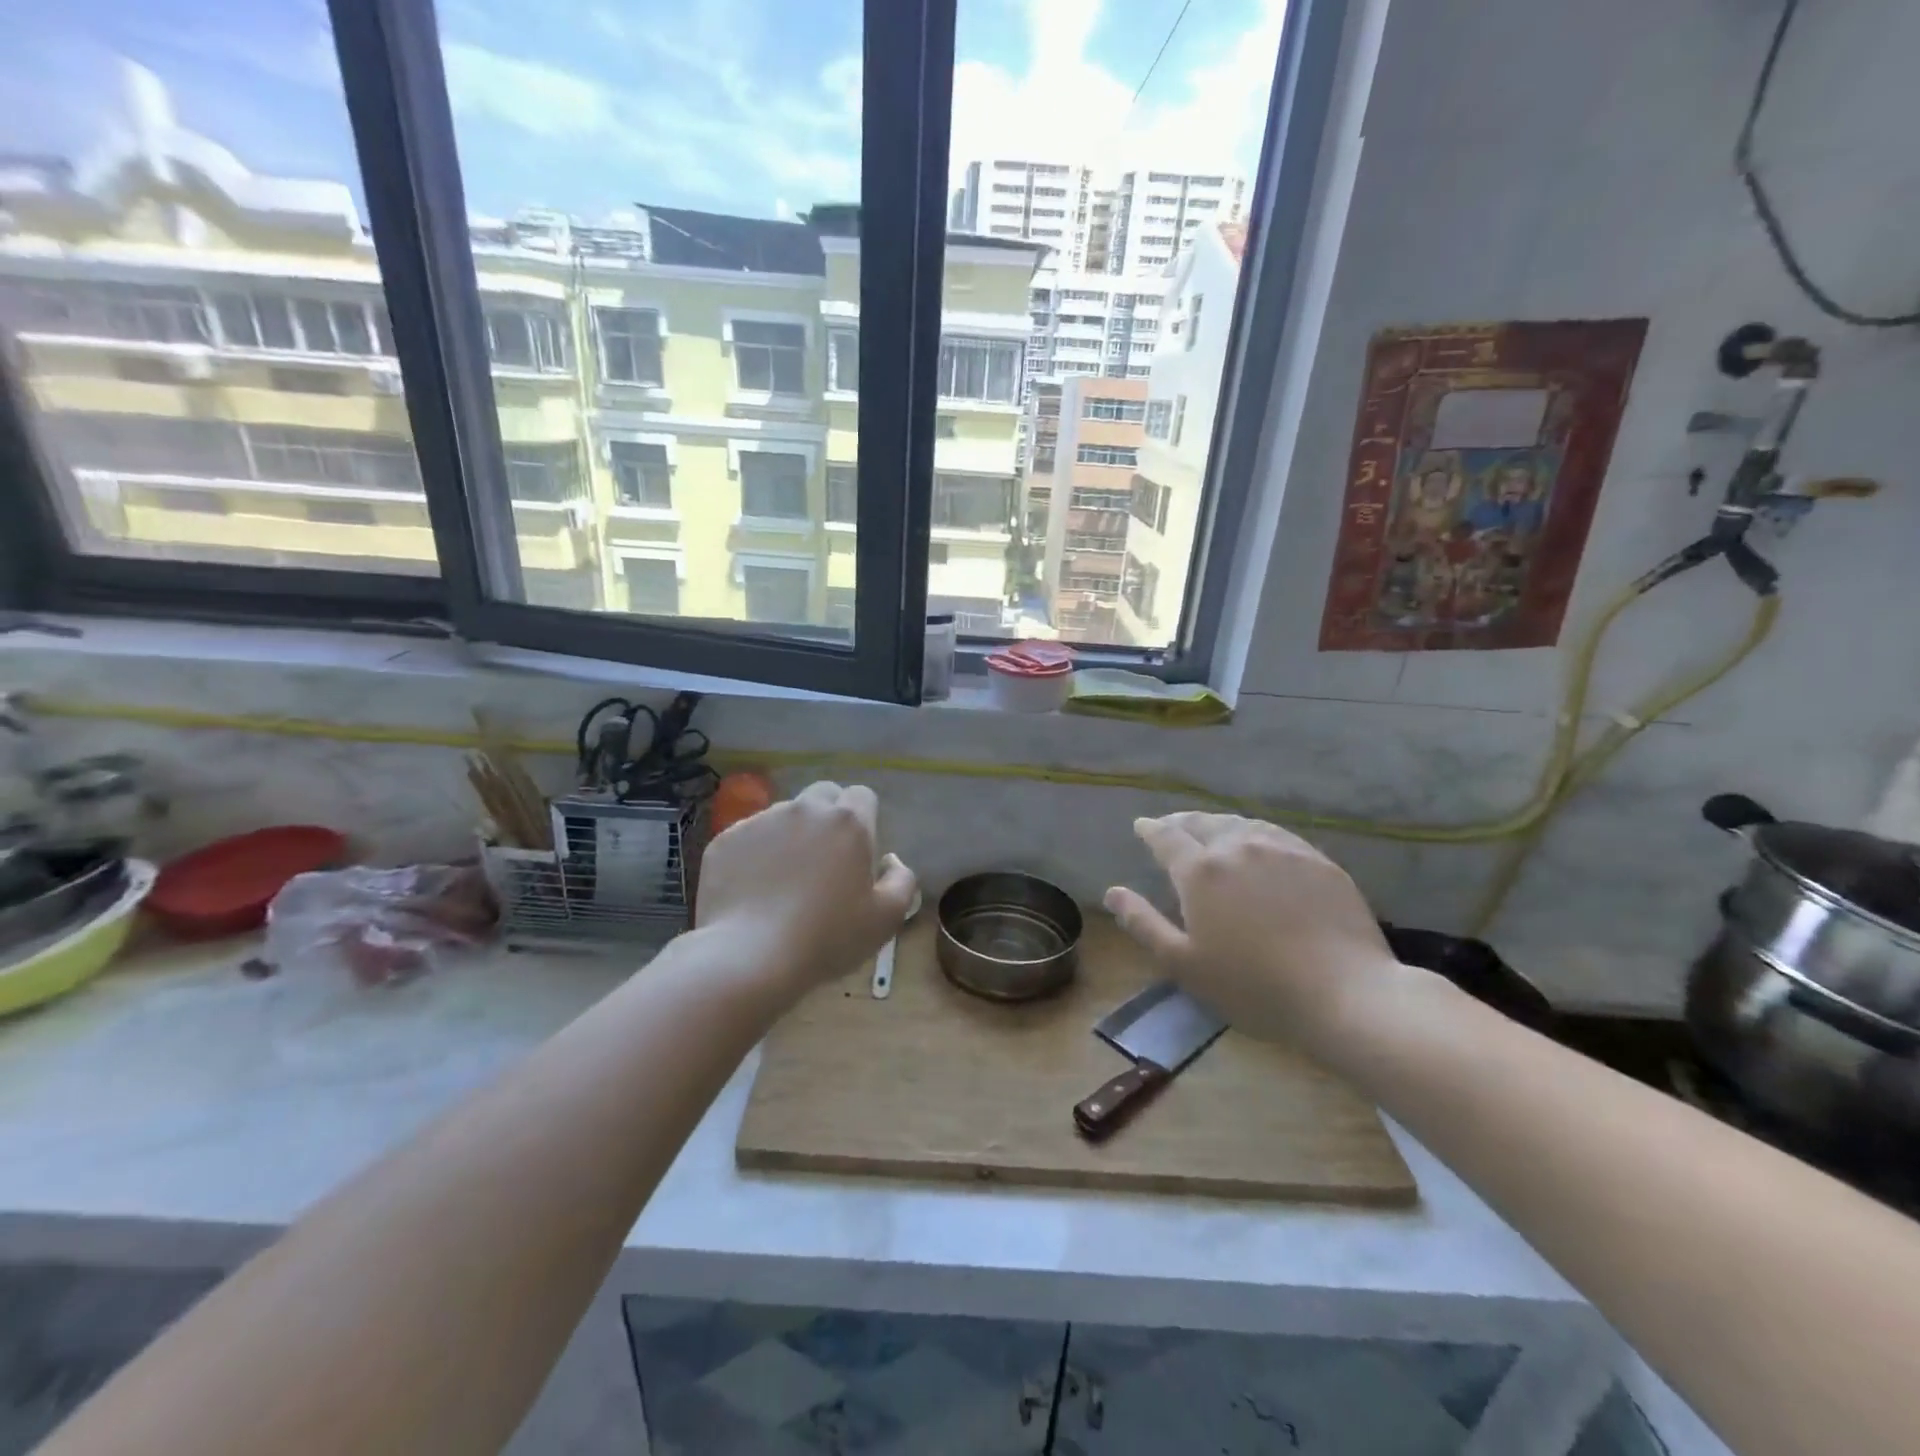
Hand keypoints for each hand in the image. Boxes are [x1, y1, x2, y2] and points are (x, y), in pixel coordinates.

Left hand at [695, 781, 917, 999]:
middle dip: (828, 817)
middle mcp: (805, 810)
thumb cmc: (827, 938)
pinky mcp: (727, 839)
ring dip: (791, 836)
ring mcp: (761, 821)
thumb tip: (892, 861)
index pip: (862, 796)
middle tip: (825, 860)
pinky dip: (755, 855)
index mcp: (848, 822)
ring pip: (784, 816)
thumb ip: (902, 881)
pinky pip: (749, 837)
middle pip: (823, 795)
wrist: (749, 957)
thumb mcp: (886, 919)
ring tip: (784, 881)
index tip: (858, 851)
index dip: (863, 818)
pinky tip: (754, 890)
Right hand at [1104, 813, 1406, 1054]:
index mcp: (1200, 871)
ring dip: (1218, 824)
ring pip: (1240, 824)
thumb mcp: (1184, 964)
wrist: (1346, 994)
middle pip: (1203, 823)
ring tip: (1210, 830)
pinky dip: (1254, 832)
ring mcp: (1282, 850)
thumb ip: (1143, 924)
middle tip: (1171, 826)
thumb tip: (1112, 892)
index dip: (1151, 830)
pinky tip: (1257, 843)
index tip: (1141, 826)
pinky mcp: (1318, 861)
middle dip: (1182, 822)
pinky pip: (1276, 834)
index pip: (1167, 838)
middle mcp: (1238, 847)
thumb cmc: (1254, 986)